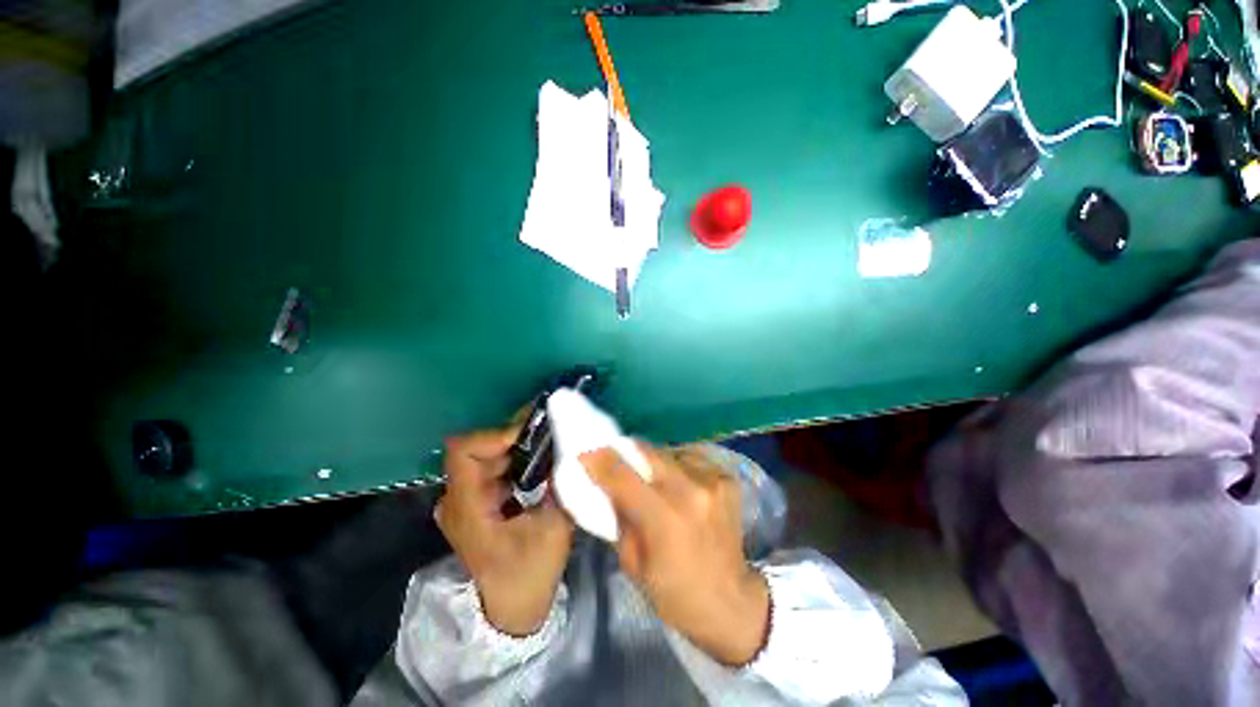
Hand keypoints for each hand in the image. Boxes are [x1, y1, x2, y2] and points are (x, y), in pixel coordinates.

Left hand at [436, 428, 573, 636]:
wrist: (512, 610)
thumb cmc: (530, 573)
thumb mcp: (554, 527)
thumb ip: (560, 483)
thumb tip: (569, 445)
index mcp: (467, 507)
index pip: (464, 450)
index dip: (496, 434)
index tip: (531, 433)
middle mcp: (457, 499)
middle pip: (479, 448)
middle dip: (515, 435)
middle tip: (550, 429)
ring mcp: (464, 501)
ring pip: (488, 455)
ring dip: (518, 446)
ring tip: (549, 441)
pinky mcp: (476, 503)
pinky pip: (493, 467)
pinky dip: (516, 458)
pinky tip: (540, 460)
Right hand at [581, 444, 770, 665]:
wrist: (731, 600)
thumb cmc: (675, 593)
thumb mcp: (633, 564)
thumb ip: (619, 518)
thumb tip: (606, 485)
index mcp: (665, 519)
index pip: (622, 475)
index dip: (599, 459)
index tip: (584, 451)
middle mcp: (691, 490)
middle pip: (647, 451)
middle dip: (626, 452)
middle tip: (615, 457)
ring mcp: (712, 480)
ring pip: (669, 452)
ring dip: (653, 461)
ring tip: (651, 477)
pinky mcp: (726, 477)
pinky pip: (690, 459)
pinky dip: (677, 467)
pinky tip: (679, 486)